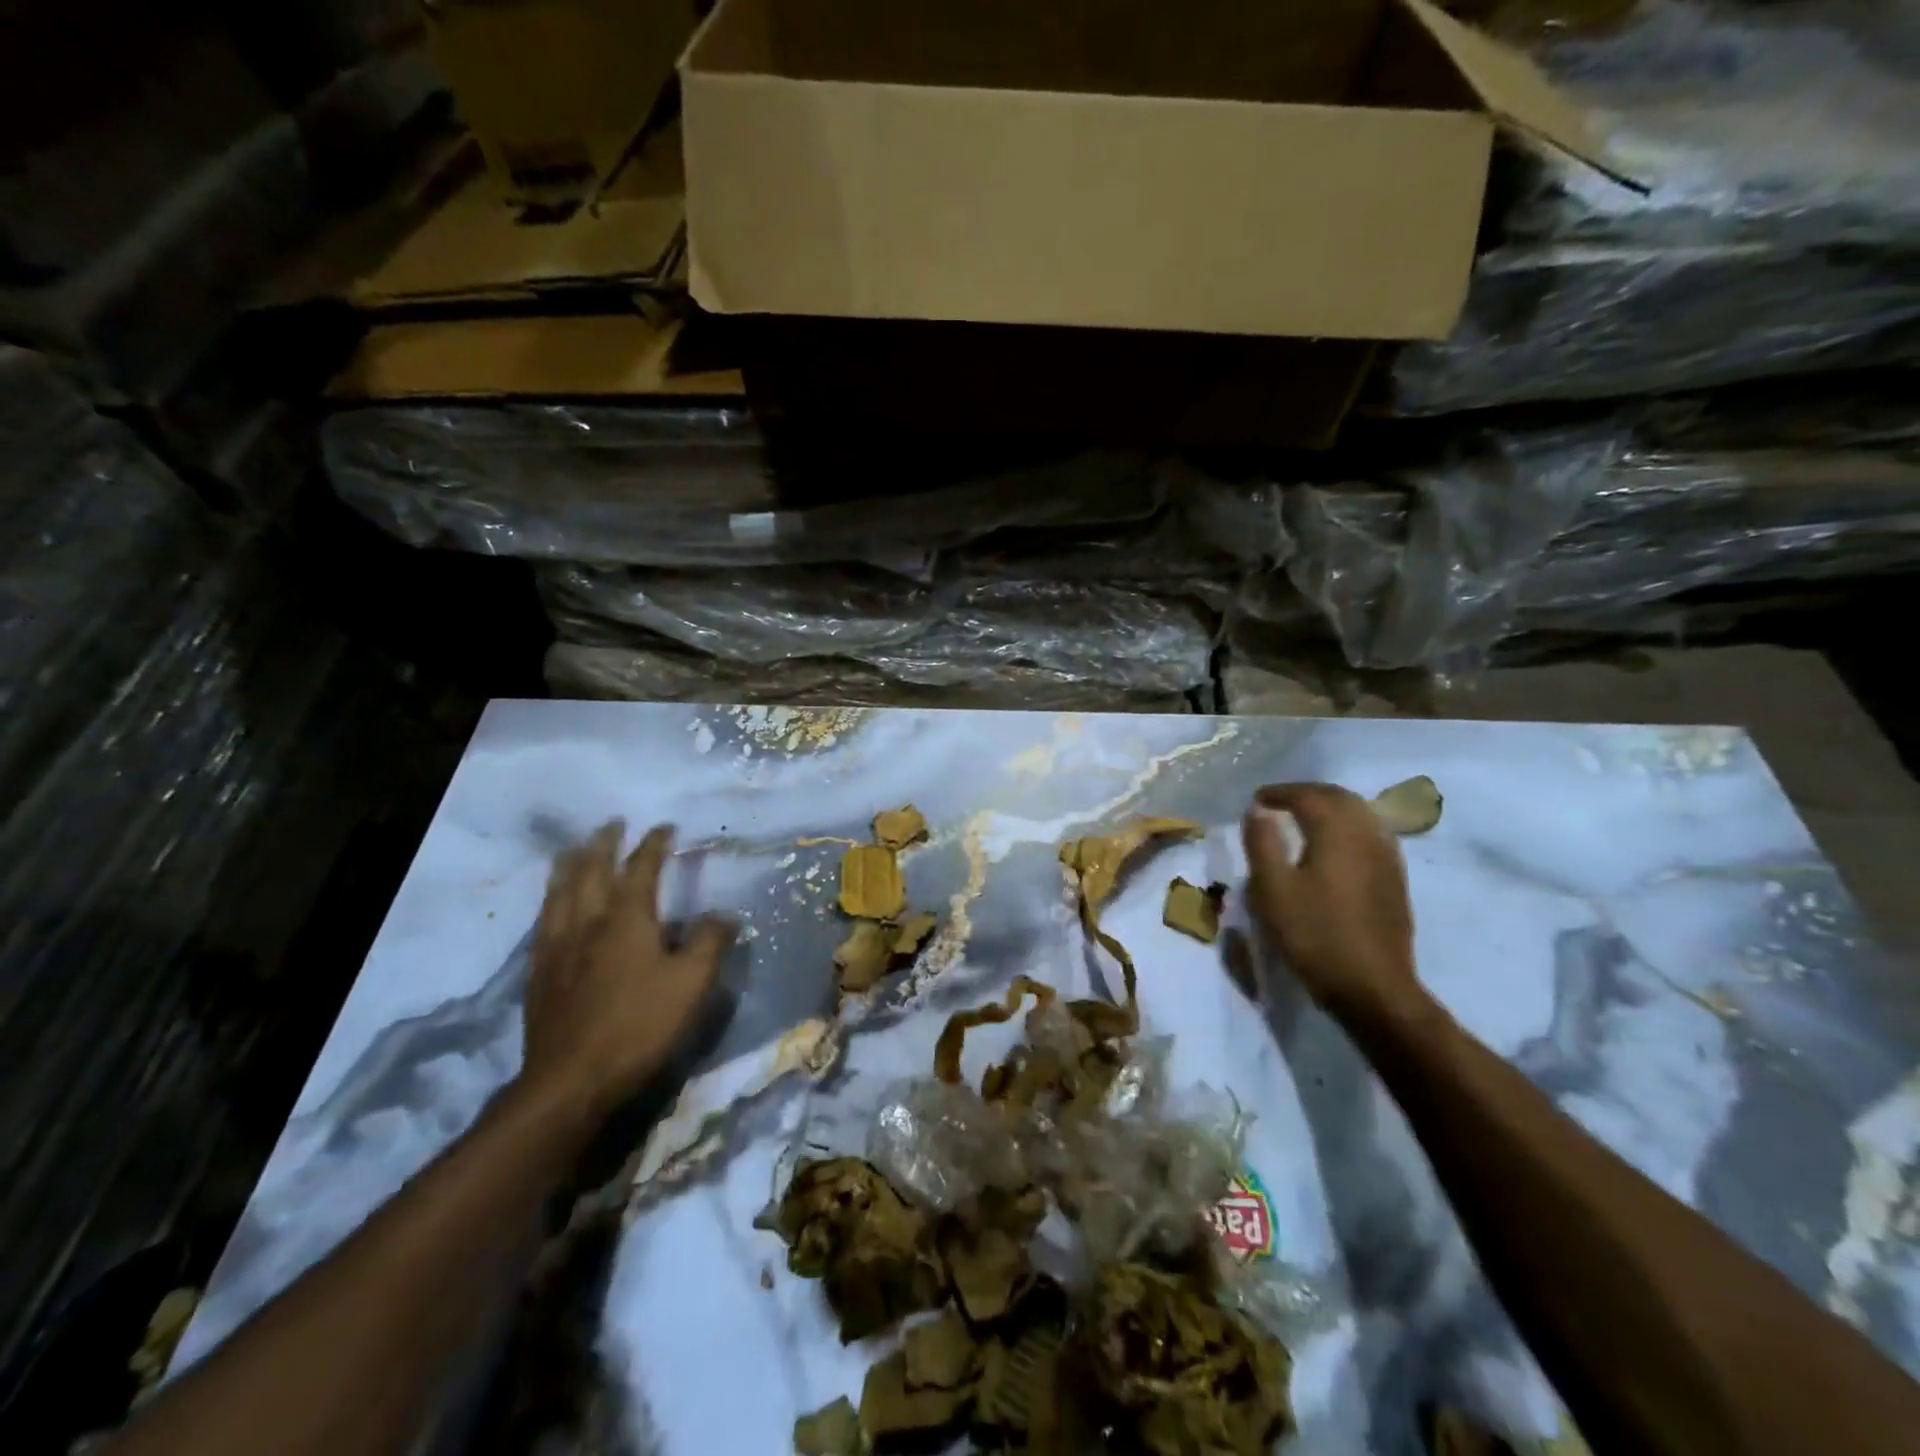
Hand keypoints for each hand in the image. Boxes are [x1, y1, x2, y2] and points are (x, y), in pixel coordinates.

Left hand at [519, 821, 733, 1122]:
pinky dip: (551, 899)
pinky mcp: (540, 972)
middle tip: (613, 824)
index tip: (665, 827)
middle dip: (604, 842)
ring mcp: (558, 946)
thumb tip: (724, 914)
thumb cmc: (639, 1025)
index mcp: (627, 918)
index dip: (653, 844)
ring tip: (575, 849)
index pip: (641, 868)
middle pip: (591, 870)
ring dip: (570, 863)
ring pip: (560, 891)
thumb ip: (710, 943)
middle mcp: (588, 921)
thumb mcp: (692, 984)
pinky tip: (552, 905)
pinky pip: (543, 921)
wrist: (571, 1080)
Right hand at [1241, 783, 1427, 1028]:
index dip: (1280, 792)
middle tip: (1278, 803)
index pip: (1308, 796)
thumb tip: (1257, 810)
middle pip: (1339, 798)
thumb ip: (1262, 843)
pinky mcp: (1394, 879)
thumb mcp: (1272, 889)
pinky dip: (1347, 827)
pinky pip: (1370, 834)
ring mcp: (1387, 857)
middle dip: (1307, 794)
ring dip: (1329, 808)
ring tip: (1303, 819)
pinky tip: (1333, 846)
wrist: (1372, 987)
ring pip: (1359, 814)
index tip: (1256, 800)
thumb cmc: (1314, 935)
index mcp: (1337, 832)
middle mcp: (1368, 835)